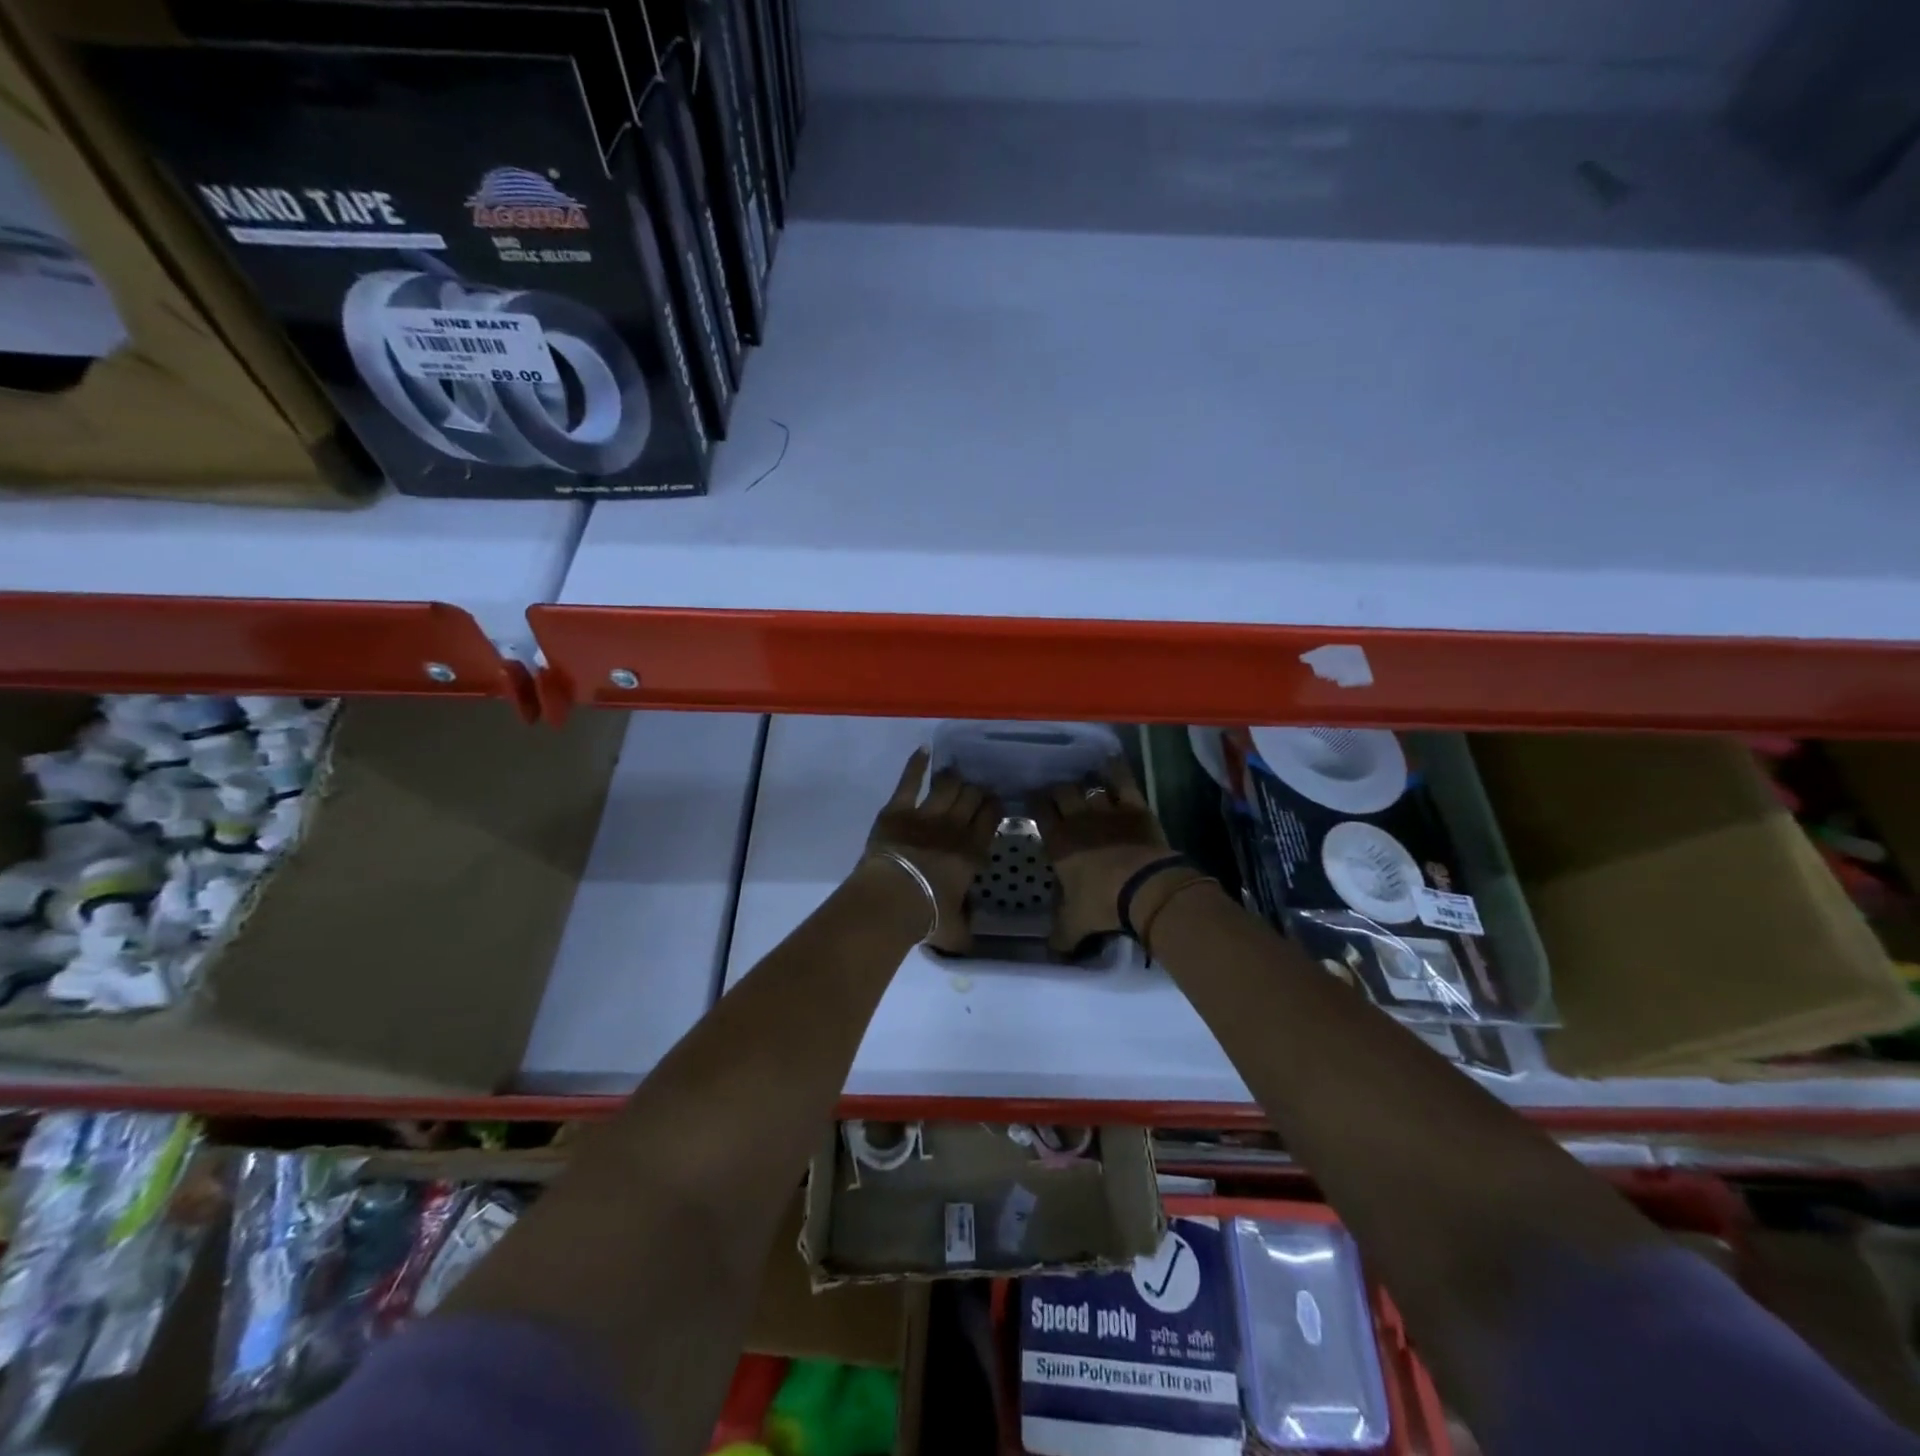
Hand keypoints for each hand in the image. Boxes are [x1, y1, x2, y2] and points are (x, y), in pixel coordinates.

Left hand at [863, 749, 1000, 952]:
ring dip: (953, 779)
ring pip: (948, 785)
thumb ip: (966, 928)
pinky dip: (916, 764)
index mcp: (972, 852)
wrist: (890, 900)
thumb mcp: (956, 930)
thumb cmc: (926, 916)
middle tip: (974, 792)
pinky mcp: (897, 809)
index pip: (991, 818)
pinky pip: (909, 781)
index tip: (994, 803)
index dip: (994, 807)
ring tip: (955, 776)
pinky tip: (923, 751)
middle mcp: (955, 826)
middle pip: (972, 796)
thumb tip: (972, 940)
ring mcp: (925, 814)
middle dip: (976, 791)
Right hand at [1030, 756, 1176, 954]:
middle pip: (1062, 792)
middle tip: (1057, 793)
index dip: (1035, 803)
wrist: (1145, 889)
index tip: (1034, 800)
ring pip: (1089, 786)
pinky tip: (1111, 762)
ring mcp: (1107, 810)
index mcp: (1058, 842)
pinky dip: (1116, 770)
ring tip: (1083, 783)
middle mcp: (1078, 819)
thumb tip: (1051, 951)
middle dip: (1057, 790)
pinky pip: (1122, 781)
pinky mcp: (1134, 807)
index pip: (1040, 812)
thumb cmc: (1103, 903)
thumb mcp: (1075, 925)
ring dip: (1085, 783)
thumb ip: (1060, 935)